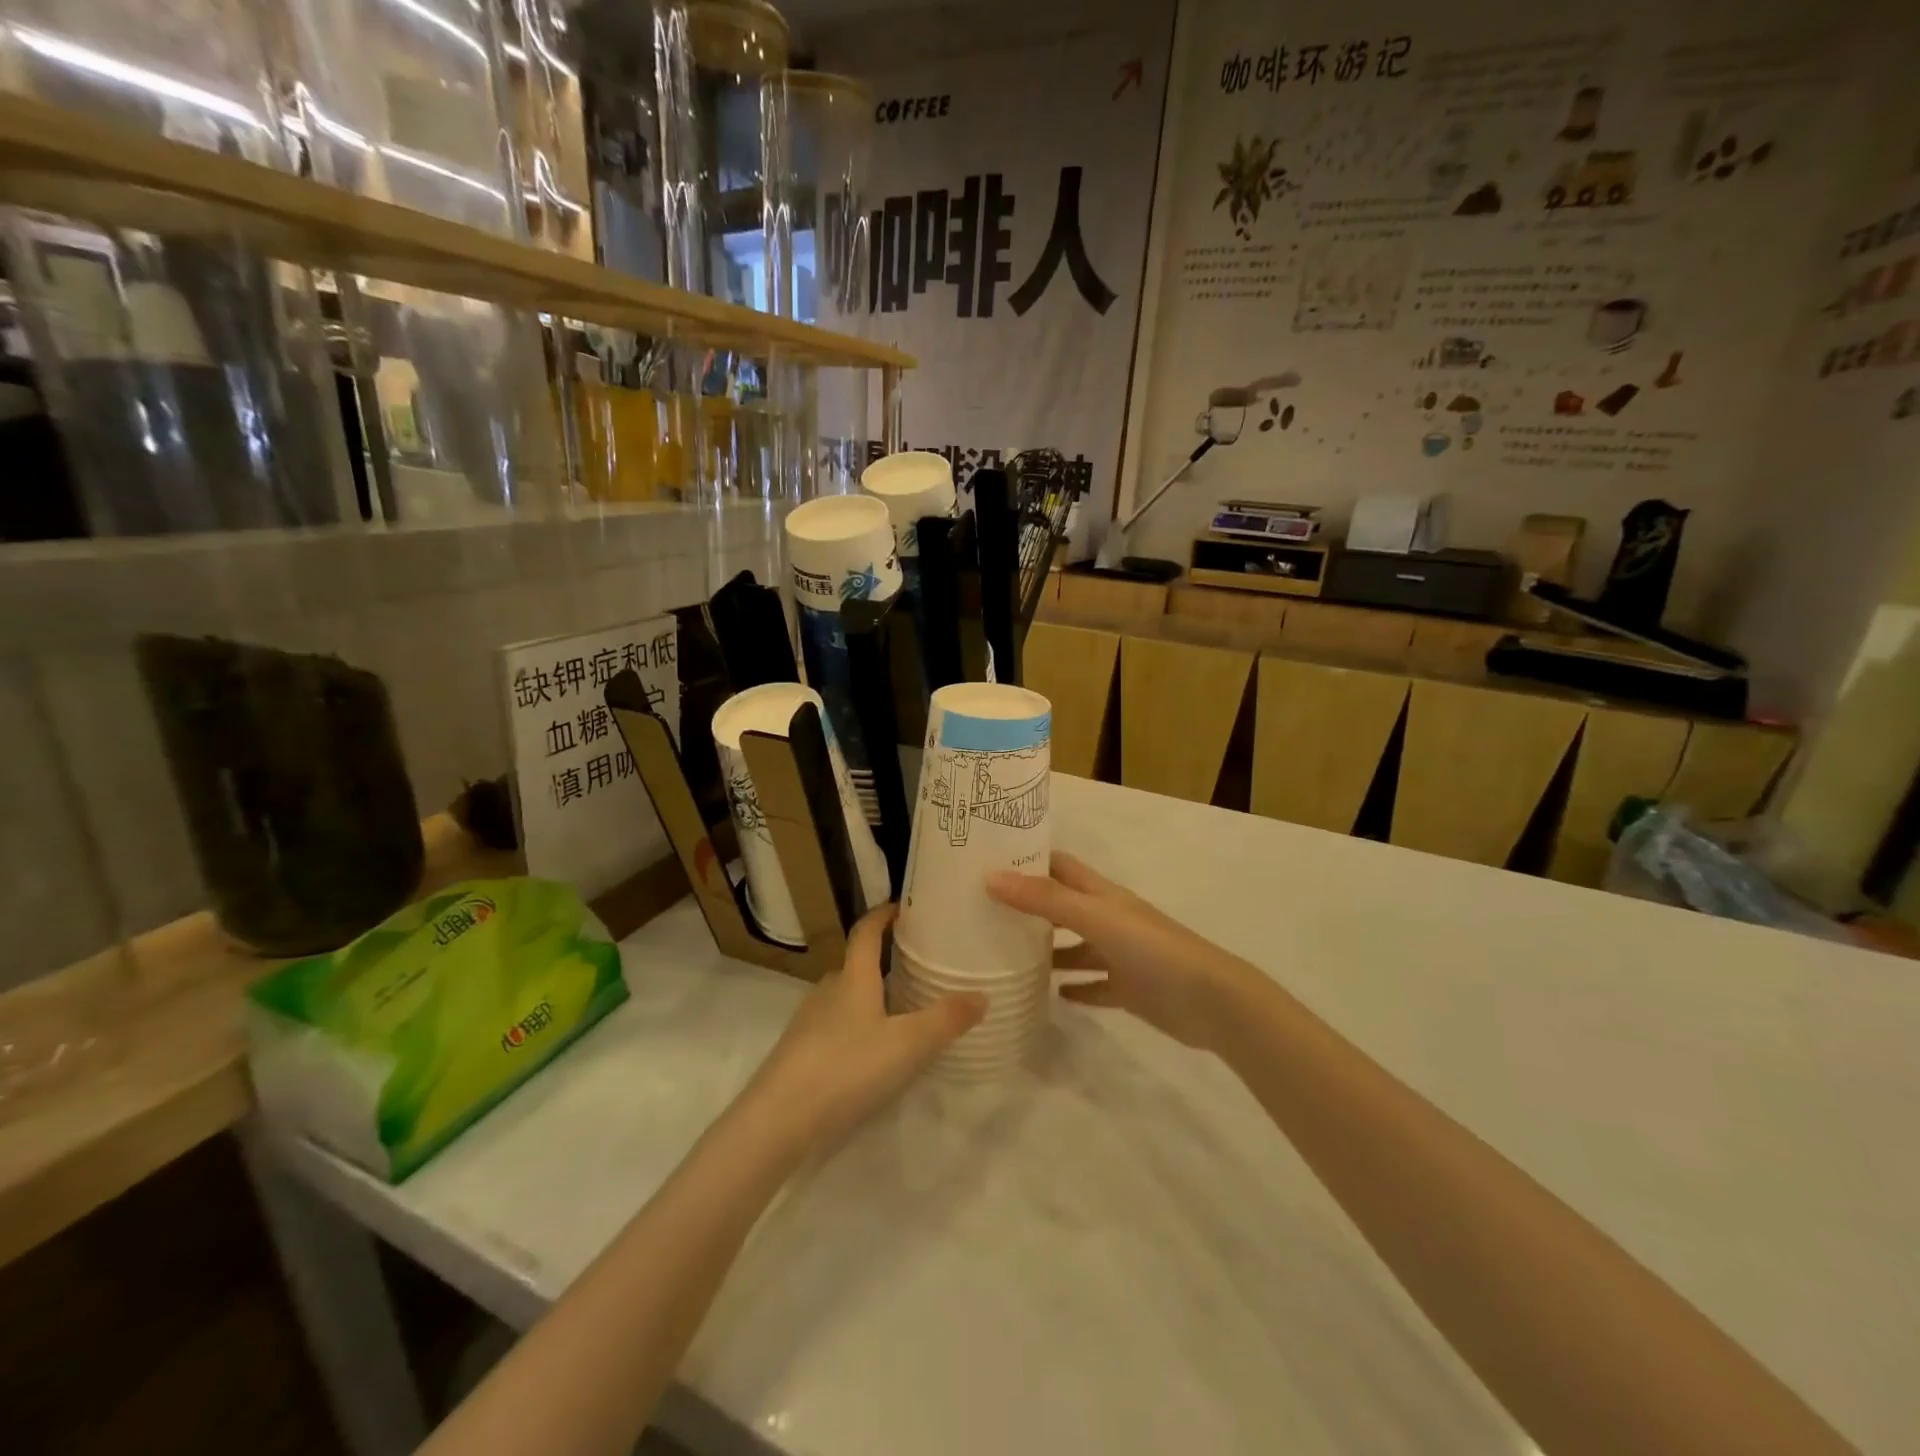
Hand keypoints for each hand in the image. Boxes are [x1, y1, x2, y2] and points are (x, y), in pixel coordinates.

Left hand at [744, 905, 984, 1151]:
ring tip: (904, 1009)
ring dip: (872, 996)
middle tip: (920, 965)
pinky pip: (836, 1026)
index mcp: (853, 978)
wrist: (777, 1121)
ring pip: (846, 997)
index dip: (883, 914)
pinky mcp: (800, 1053)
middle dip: (885, 960)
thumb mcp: (907, 1045)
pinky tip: (874, 1052)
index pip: (866, 931)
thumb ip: (946, 1019)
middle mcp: (828, 991)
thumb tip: (982, 995)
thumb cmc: (846, 1068)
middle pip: (857, 964)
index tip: (904, 907)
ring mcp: (810, 1022)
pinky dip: (858, 1026)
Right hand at [988, 853, 1260, 1050]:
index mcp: (1102, 894)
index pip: (1060, 866)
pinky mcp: (1127, 990)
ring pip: (1076, 948)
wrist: (1210, 1000)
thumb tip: (990, 876)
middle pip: (1063, 905)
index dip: (1029, 859)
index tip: (989, 860)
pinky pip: (1093, 986)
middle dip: (1030, 905)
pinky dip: (1073, 988)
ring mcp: (1119, 955)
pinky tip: (1051, 995)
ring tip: (1005, 955)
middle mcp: (1108, 919)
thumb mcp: (1095, 917)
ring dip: (1048, 950)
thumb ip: (1045, 899)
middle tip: (984, 911)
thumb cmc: (1151, 948)